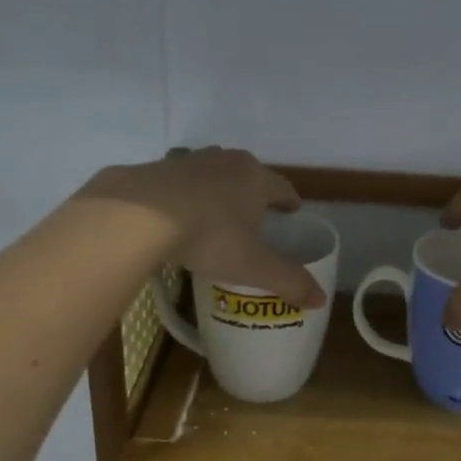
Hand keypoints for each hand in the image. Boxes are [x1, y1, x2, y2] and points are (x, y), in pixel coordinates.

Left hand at [81, 148, 326, 308]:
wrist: (140, 214)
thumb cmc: (209, 237)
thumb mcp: (253, 266)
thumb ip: (288, 281)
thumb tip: (320, 301)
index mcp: (257, 179)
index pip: (284, 188)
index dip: (289, 202)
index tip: (291, 213)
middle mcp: (228, 161)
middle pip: (249, 174)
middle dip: (254, 193)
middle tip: (253, 217)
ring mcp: (191, 159)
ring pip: (214, 171)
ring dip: (218, 188)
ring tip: (215, 212)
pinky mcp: (159, 166)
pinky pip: (180, 178)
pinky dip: (184, 191)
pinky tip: (176, 210)